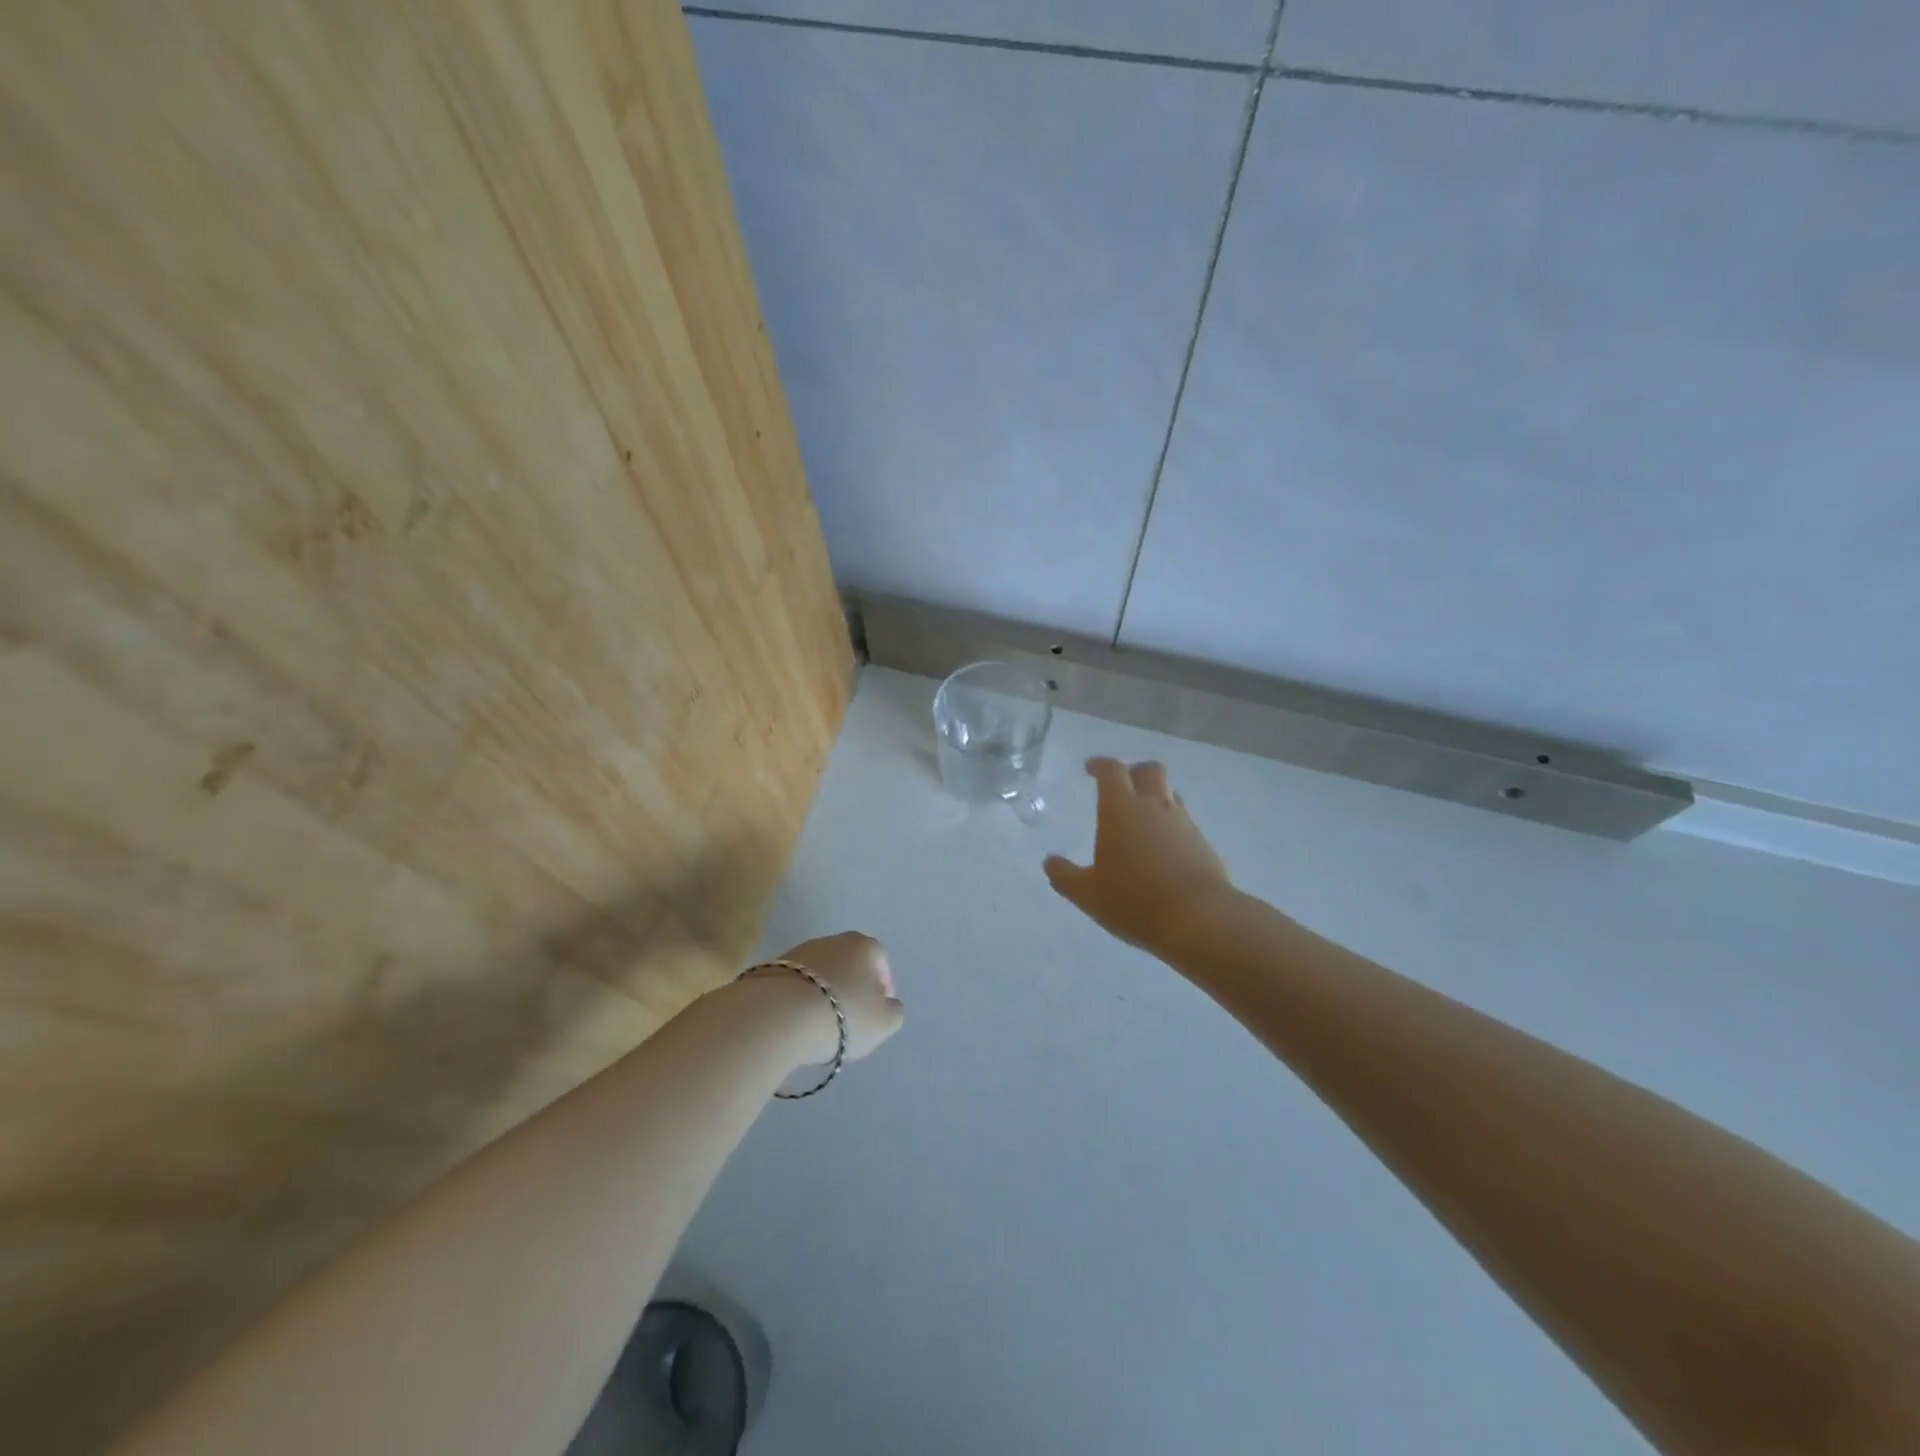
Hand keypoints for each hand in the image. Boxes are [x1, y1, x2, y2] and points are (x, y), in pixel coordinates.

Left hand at [760, 931, 904, 1063]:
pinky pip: (796, 984)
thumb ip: (893, 1011)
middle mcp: (832, 940)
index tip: (878, 1011)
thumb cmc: (843, 1014)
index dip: (883, 986)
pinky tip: (798, 1021)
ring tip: (822, 1023)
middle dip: (853, 987)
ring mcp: (799, 951)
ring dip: (825, 993)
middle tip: (851, 1017)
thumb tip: (887, 1004)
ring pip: (821, 973)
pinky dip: (801, 999)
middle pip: (849, 963)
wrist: (779, 1014)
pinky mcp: (772, 968)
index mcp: (864, 946)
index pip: (880, 961)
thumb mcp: (884, 1022)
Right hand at [1045, 758, 1235, 953]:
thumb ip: (1065, 876)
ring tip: (1142, 820)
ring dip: (1156, 799)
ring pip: (1170, 796)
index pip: (1112, 771)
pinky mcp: (1204, 845)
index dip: (1100, 765)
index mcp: (1121, 809)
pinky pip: (1185, 824)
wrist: (1198, 919)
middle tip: (1121, 786)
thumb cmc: (1133, 899)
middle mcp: (1155, 807)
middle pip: (1150, 771)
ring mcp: (1184, 824)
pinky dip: (1171, 829)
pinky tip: (1163, 852)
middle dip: (1134, 771)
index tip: (1090, 768)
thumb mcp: (1088, 893)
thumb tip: (1050, 863)